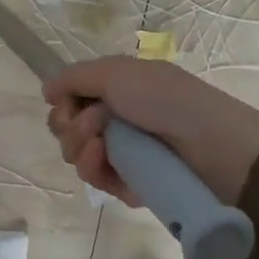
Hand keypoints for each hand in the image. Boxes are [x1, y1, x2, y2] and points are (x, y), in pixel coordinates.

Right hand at [43, 57, 258, 206]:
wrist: (212, 146)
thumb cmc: (165, 100)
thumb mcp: (117, 73)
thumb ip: (74, 78)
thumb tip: (45, 88)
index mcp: (117, 90)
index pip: (70, 99)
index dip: (62, 103)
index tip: (66, 102)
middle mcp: (117, 120)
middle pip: (67, 129)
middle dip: (70, 126)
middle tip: (95, 123)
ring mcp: (123, 154)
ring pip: (77, 157)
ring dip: (81, 147)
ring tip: (102, 144)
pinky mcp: (130, 185)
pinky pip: (97, 180)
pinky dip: (95, 169)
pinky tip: (105, 162)